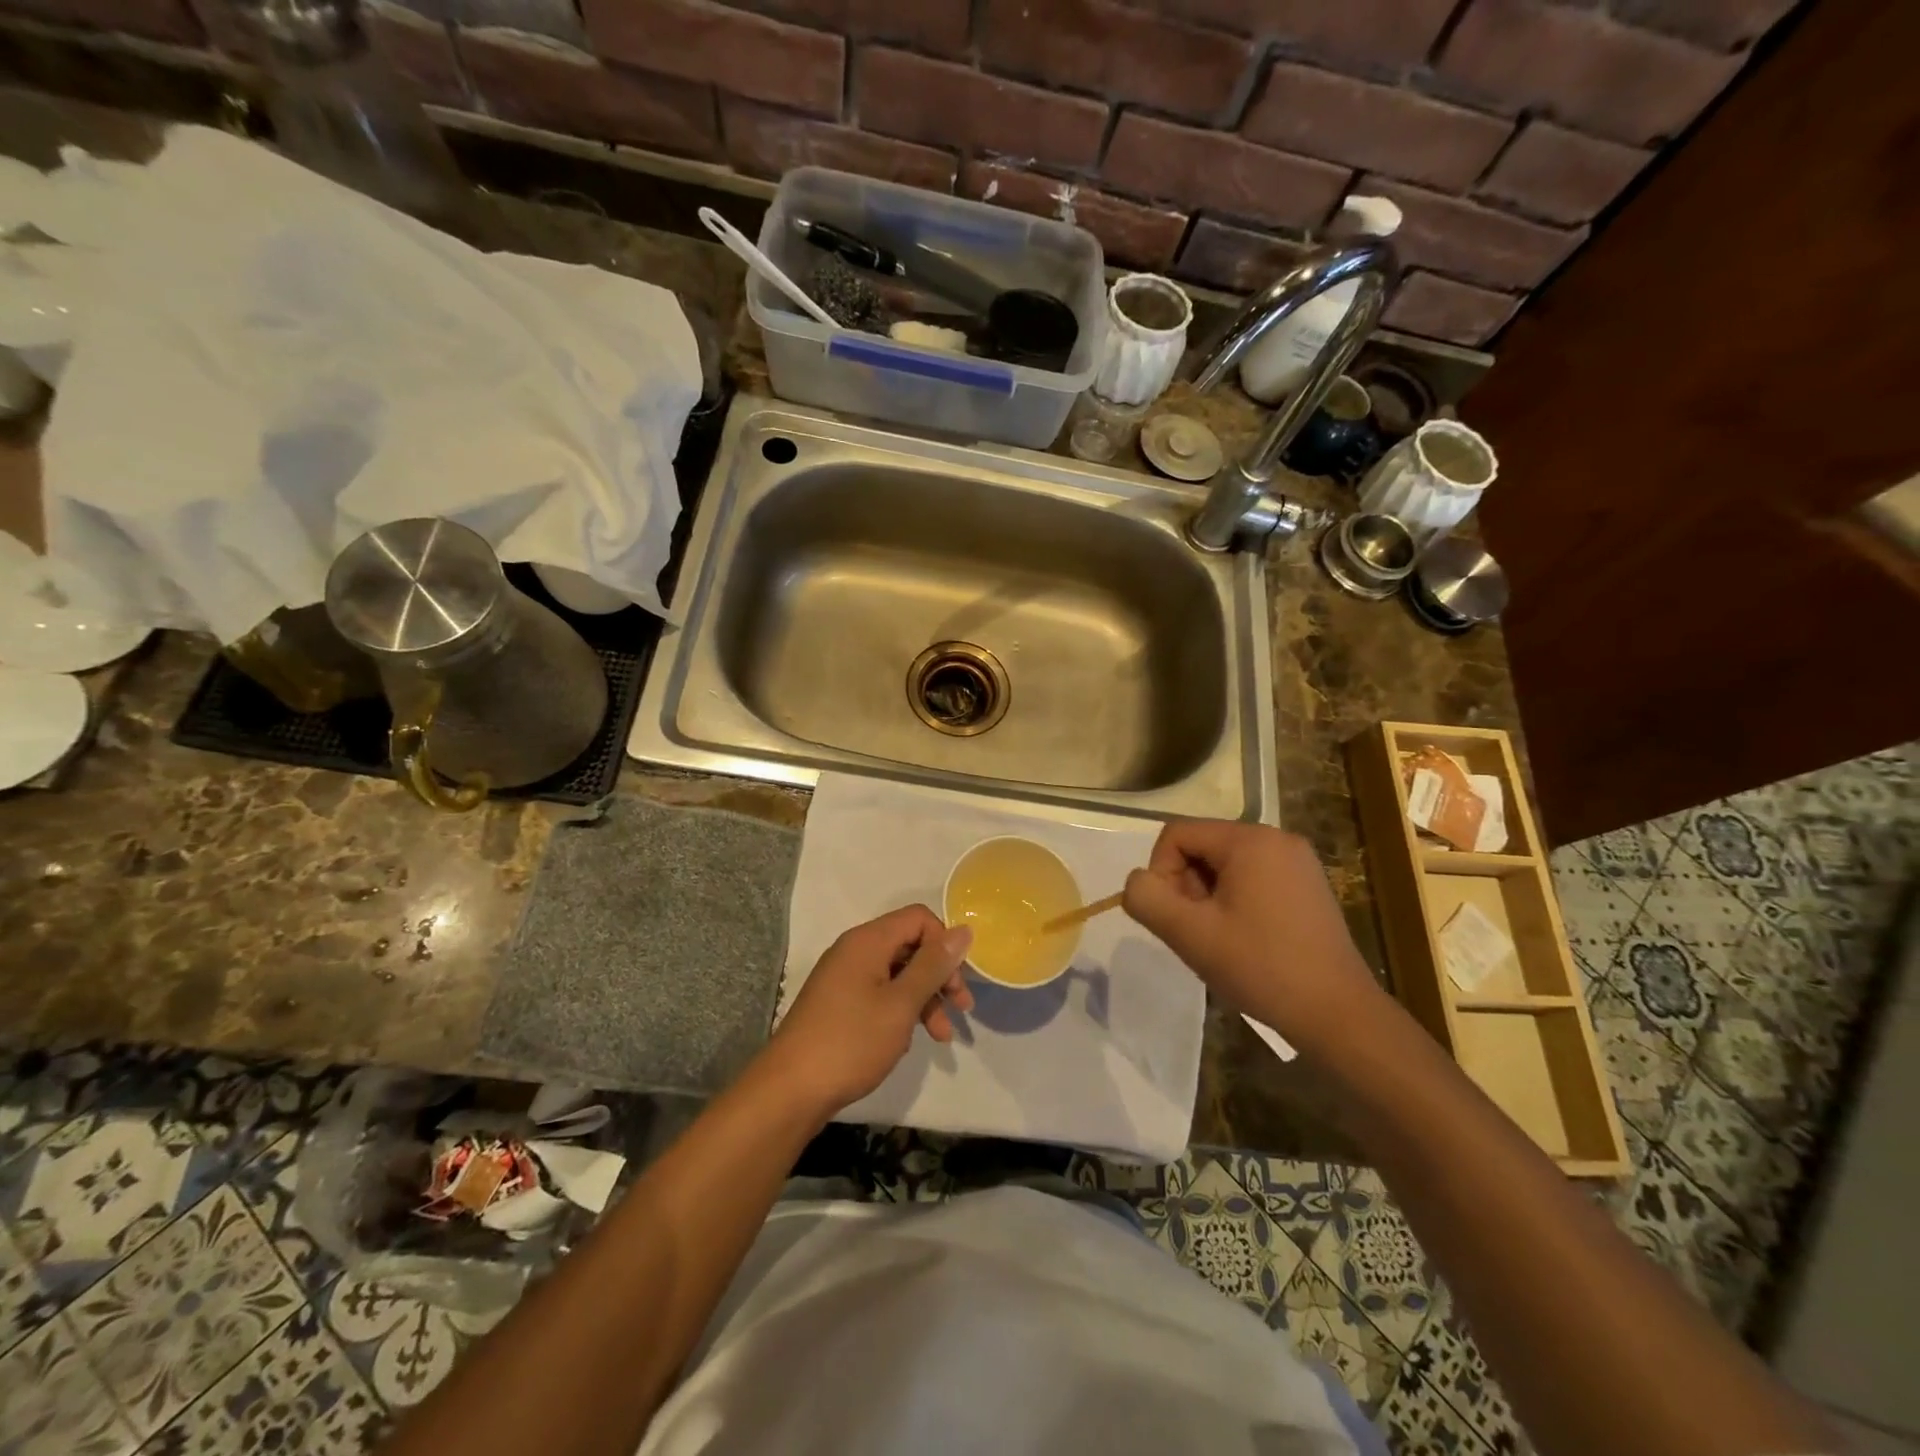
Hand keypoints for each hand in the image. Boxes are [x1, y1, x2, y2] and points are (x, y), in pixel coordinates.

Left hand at [764, 905, 973, 1115]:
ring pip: (898, 973)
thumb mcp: (901, 1004)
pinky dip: (902, 1010)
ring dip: (925, 999)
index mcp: (868, 941)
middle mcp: (855, 950)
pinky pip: (881, 993)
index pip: (919, 919)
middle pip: (910, 945)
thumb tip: (963, 929)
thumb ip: (933, 965)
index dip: (943, 943)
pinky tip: (910, 1039)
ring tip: (942, 1036)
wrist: (790, 1091)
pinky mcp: (839, 1003)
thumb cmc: (851, 1042)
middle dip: (939, 974)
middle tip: (961, 1008)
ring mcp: (844, 978)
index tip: (957, 981)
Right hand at [1123, 819, 1390, 1056]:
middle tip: (1198, 932)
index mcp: (1250, 840)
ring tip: (1221, 939)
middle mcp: (1276, 838)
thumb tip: (1138, 883)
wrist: (1338, 1014)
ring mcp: (1297, 861)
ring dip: (1208, 897)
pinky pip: (1251, 877)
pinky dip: (1234, 901)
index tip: (1175, 916)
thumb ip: (1147, 898)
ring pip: (1224, 864)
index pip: (1177, 834)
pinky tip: (1244, 939)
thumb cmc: (1261, 968)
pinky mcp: (1307, 885)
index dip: (1161, 872)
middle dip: (1186, 885)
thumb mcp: (1190, 934)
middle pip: (1201, 846)